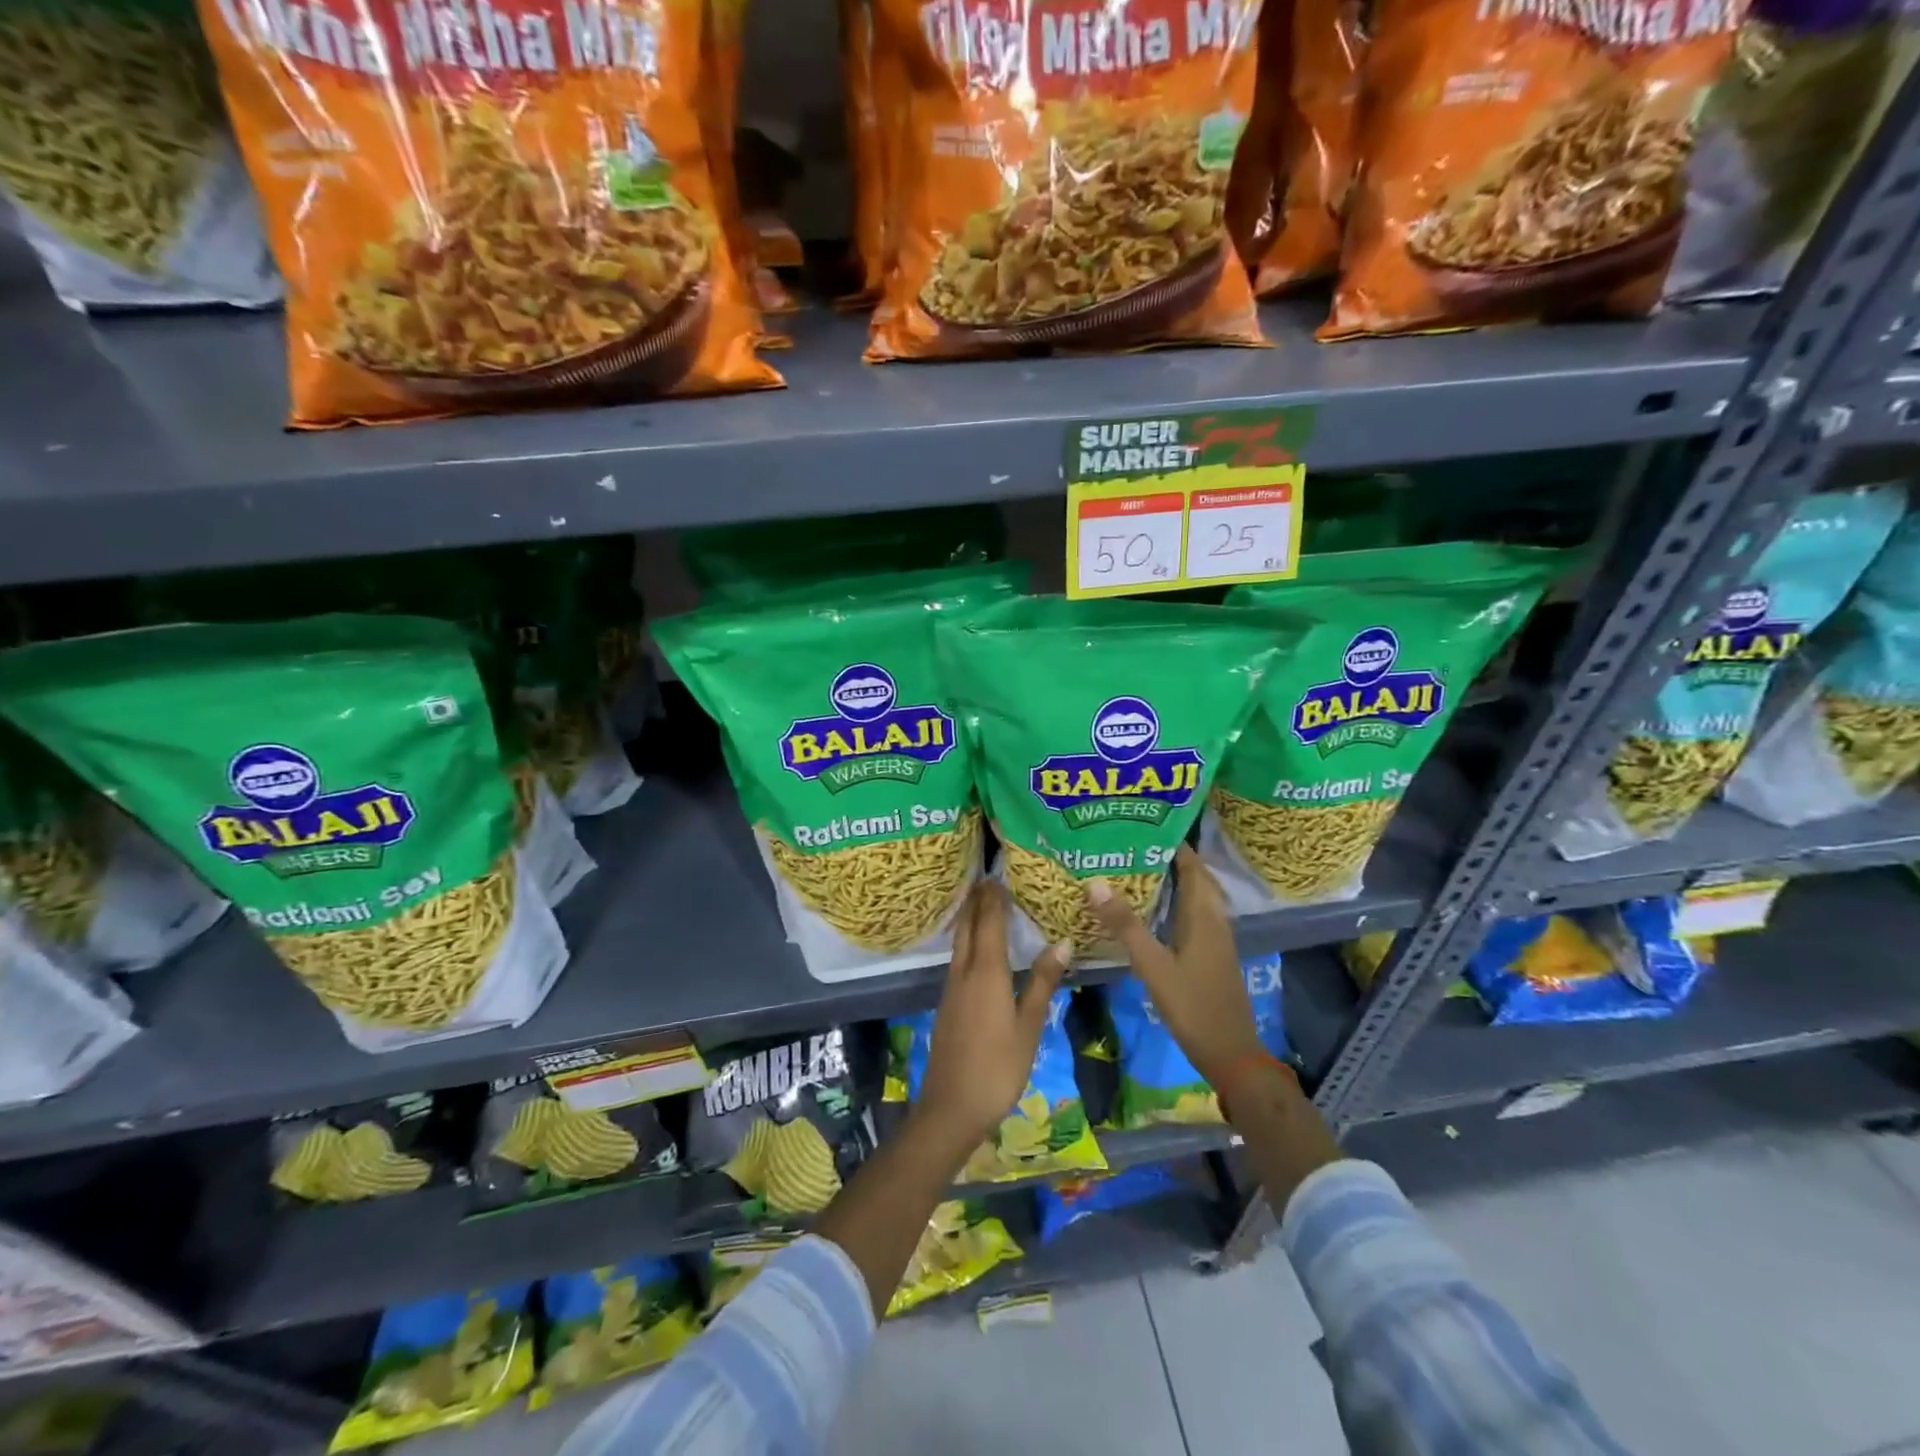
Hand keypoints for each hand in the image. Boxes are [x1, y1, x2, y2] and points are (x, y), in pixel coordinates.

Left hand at [915, 880, 1069, 1159]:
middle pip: (968, 926)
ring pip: (959, 941)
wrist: (951, 1107)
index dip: (994, 896)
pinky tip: (976, 948)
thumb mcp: (1029, 1026)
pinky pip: (957, 958)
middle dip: (977, 900)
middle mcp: (964, 972)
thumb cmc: (998, 1066)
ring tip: (983, 903)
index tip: (999, 872)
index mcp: (985, 972)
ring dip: (970, 918)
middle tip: (988, 878)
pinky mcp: (948, 1003)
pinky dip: (967, 941)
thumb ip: (1042, 982)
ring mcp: (951, 988)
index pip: (989, 921)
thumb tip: (1062, 942)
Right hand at [1085, 845, 1261, 1086]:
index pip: (1192, 866)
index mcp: (1204, 916)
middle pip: (1196, 879)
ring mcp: (1217, 940)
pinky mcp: (1212, 956)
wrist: (1231, 1054)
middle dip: (1170, 858)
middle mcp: (1214, 921)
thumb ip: (1125, 925)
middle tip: (1134, 845)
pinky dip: (1176, 903)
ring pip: (1196, 898)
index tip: (1144, 825)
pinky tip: (1154, 912)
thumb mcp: (1153, 965)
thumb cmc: (1193, 1005)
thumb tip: (1095, 883)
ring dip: (1174, 881)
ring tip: (1138, 870)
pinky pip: (1195, 916)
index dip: (1173, 844)